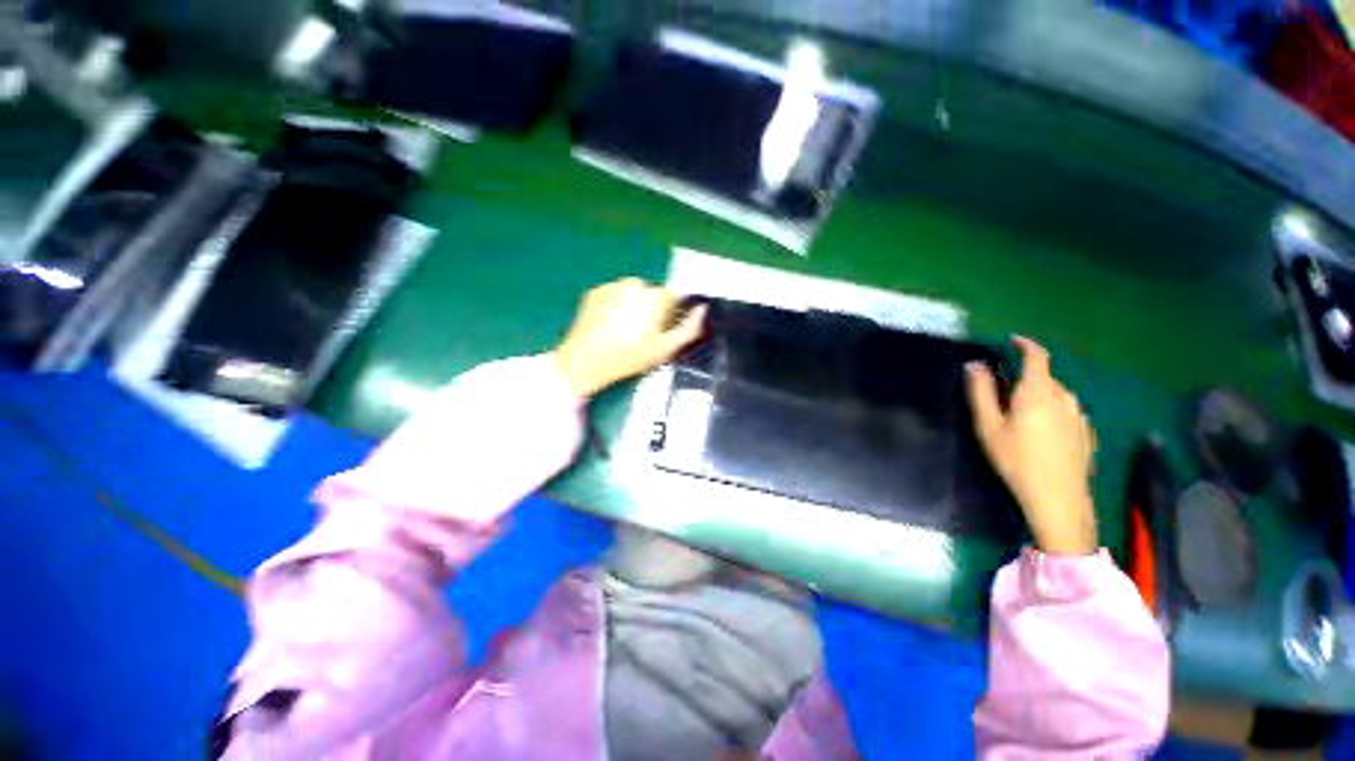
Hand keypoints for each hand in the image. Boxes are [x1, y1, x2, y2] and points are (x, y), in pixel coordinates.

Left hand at [553, 278, 706, 397]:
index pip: (676, 296)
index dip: (674, 313)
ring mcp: (612, 285)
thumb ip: (689, 328)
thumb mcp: (665, 350)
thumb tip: (703, 309)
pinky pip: (615, 295)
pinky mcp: (595, 291)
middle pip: (654, 294)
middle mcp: (635, 283)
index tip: (665, 331)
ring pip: (634, 294)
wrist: (584, 362)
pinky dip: (617, 306)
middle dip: (654, 310)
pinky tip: (610, 326)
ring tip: (625, 332)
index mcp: (655, 296)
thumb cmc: (629, 358)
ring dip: (635, 307)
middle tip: (645, 335)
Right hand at [966, 337, 1098, 555]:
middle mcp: (1064, 398)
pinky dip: (1053, 412)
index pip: (1037, 357)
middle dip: (1025, 379)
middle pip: (1044, 378)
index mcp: (1038, 393)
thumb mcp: (988, 427)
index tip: (1013, 341)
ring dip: (1039, 396)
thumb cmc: (1016, 460)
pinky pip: (1067, 411)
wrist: (1058, 498)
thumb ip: (981, 392)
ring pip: (1057, 395)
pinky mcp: (1086, 432)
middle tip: (1004, 396)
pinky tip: (1041, 434)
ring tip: (1022, 418)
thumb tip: (975, 365)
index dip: (1025, 345)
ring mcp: (1079, 416)